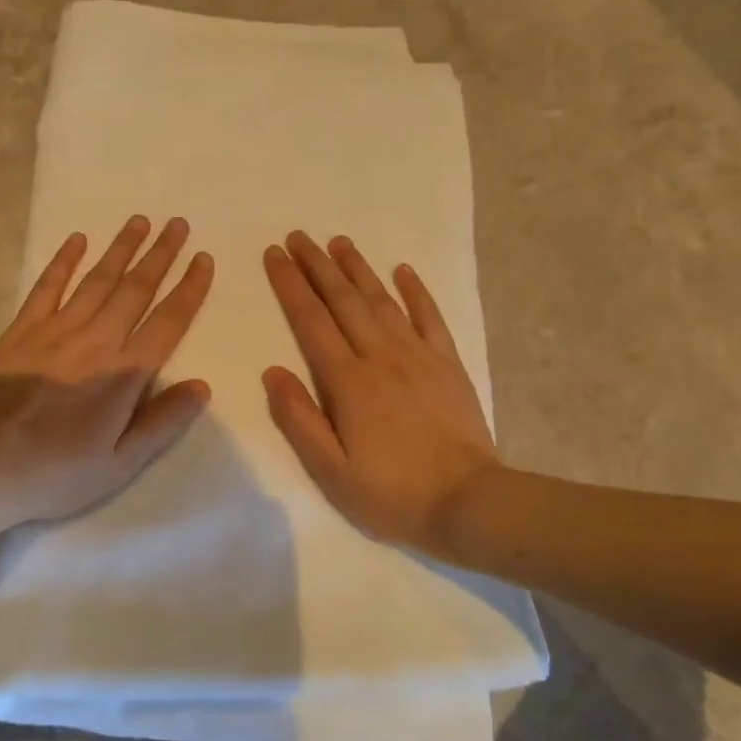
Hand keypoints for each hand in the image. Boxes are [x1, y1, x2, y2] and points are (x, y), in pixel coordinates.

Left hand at [0, 216, 213, 529]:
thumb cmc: (55, 474)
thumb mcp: (120, 464)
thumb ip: (162, 422)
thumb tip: (202, 385)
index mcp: (124, 374)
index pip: (167, 322)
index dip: (189, 289)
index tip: (204, 259)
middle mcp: (95, 341)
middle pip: (135, 289)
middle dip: (160, 255)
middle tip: (178, 224)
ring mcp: (55, 331)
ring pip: (96, 280)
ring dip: (120, 249)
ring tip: (140, 221)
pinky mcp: (21, 332)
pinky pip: (47, 287)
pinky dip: (63, 261)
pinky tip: (76, 240)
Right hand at [263, 232, 498, 548]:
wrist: (469, 504)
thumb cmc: (391, 494)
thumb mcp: (331, 470)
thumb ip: (299, 419)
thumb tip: (272, 372)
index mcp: (348, 381)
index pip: (311, 321)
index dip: (290, 285)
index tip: (274, 255)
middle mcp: (380, 356)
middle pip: (344, 300)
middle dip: (317, 265)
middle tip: (298, 236)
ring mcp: (419, 356)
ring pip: (382, 300)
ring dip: (358, 268)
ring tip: (338, 242)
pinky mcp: (448, 365)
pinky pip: (430, 317)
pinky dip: (415, 291)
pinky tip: (403, 270)